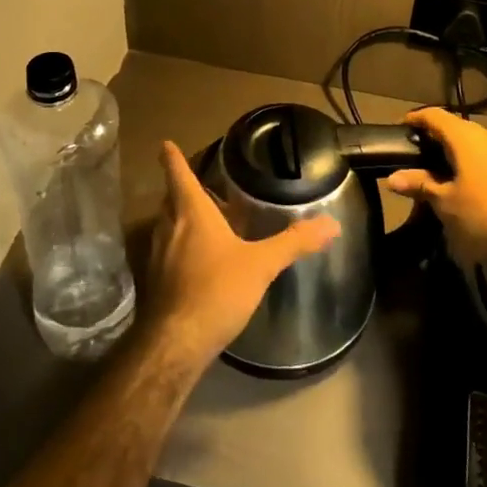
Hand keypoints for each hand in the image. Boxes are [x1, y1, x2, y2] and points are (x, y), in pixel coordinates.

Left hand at [142, 140, 341, 369]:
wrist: (176, 343)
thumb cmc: (217, 290)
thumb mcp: (262, 264)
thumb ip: (294, 242)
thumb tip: (331, 224)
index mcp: (191, 212)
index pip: (178, 174)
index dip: (172, 157)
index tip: (165, 144)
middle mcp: (169, 227)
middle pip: (170, 199)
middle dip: (180, 189)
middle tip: (197, 185)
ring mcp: (156, 255)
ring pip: (166, 225)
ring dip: (179, 218)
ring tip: (201, 221)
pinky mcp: (155, 281)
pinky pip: (165, 251)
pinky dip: (177, 246)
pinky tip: (195, 262)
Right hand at [385, 107, 486, 265]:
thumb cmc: (482, 214)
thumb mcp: (445, 202)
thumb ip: (420, 185)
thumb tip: (393, 178)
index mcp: (466, 137)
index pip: (435, 116)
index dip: (416, 119)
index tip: (401, 128)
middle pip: (456, 127)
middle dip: (436, 136)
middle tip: (418, 152)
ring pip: (474, 142)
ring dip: (457, 150)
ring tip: (440, 168)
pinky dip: (473, 161)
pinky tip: (466, 180)